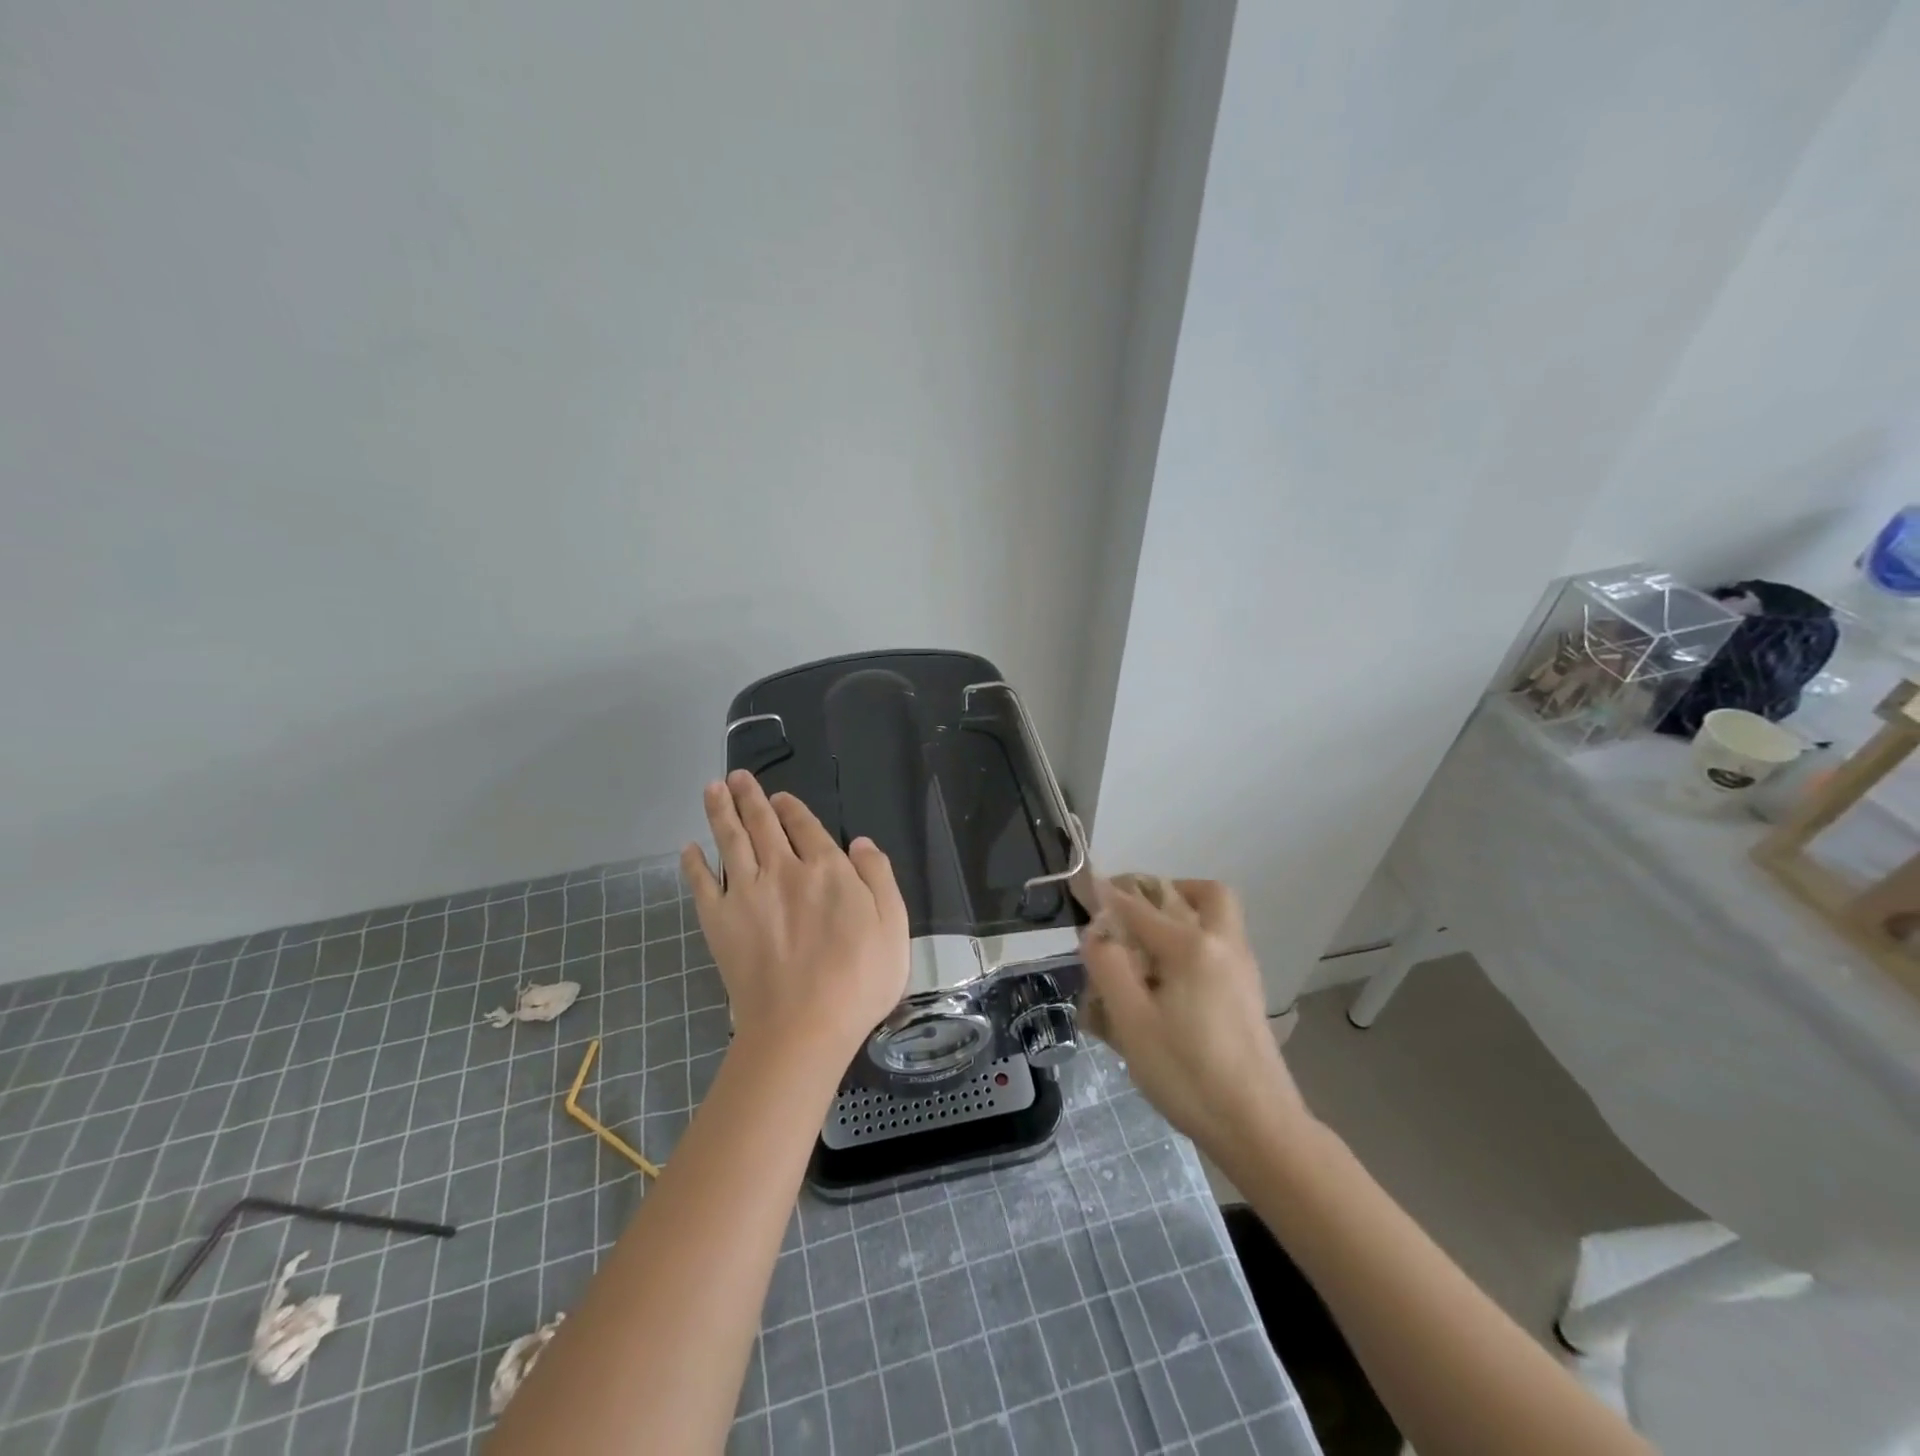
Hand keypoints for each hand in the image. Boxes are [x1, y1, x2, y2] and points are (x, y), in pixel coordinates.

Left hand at [681, 771, 908, 1068]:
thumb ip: (878, 876)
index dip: (791, 807)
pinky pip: (702, 884)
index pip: (806, 826)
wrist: (802, 1028)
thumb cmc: (859, 980)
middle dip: (749, 796)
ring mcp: (746, 894)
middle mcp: (783, 870)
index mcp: (827, 869)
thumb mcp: (893, 925)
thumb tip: (860, 841)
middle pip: (763, 824)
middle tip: (736, 776)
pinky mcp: (719, 921)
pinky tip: (688, 849)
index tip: (779, 795)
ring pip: (730, 841)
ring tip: (711, 789)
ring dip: (719, 812)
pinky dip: (694, 864)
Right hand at [1080, 876, 1313, 1160]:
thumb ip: (1109, 968)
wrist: (1259, 1127)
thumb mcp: (1132, 1023)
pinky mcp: (1249, 993)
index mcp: (1191, 947)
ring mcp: (1242, 969)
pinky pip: (1223, 942)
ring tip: (1147, 937)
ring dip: (1186, 909)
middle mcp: (1222, 945)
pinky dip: (1198, 937)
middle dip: (1163, 889)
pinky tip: (1171, 975)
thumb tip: (1095, 934)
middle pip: (1202, 893)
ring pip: (1219, 915)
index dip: (1106, 896)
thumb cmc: (1188, 1074)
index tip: (1082, 884)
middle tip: (1130, 907)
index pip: (1138, 908)